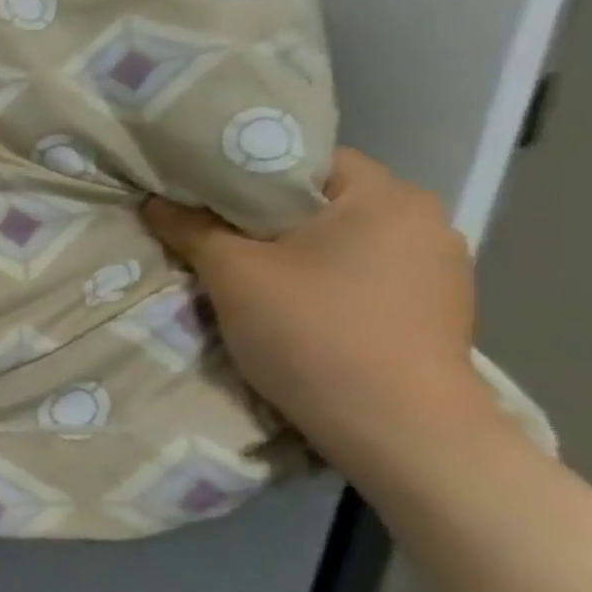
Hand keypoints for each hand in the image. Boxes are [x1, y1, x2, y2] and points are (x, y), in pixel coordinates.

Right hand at [141, 148, 494, 464]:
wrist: (400, 432)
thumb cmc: (314, 333)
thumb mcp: (232, 275)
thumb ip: (190, 228)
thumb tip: (154, 200)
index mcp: (385, 195)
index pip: (300, 158)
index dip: (241, 172)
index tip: (197, 193)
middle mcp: (424, 220)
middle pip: (318, 201)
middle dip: (260, 217)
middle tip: (207, 234)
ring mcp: (437, 267)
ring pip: (339, 240)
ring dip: (290, 251)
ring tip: (243, 274)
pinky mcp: (433, 309)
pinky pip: (360, 274)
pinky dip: (321, 280)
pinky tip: (292, 306)